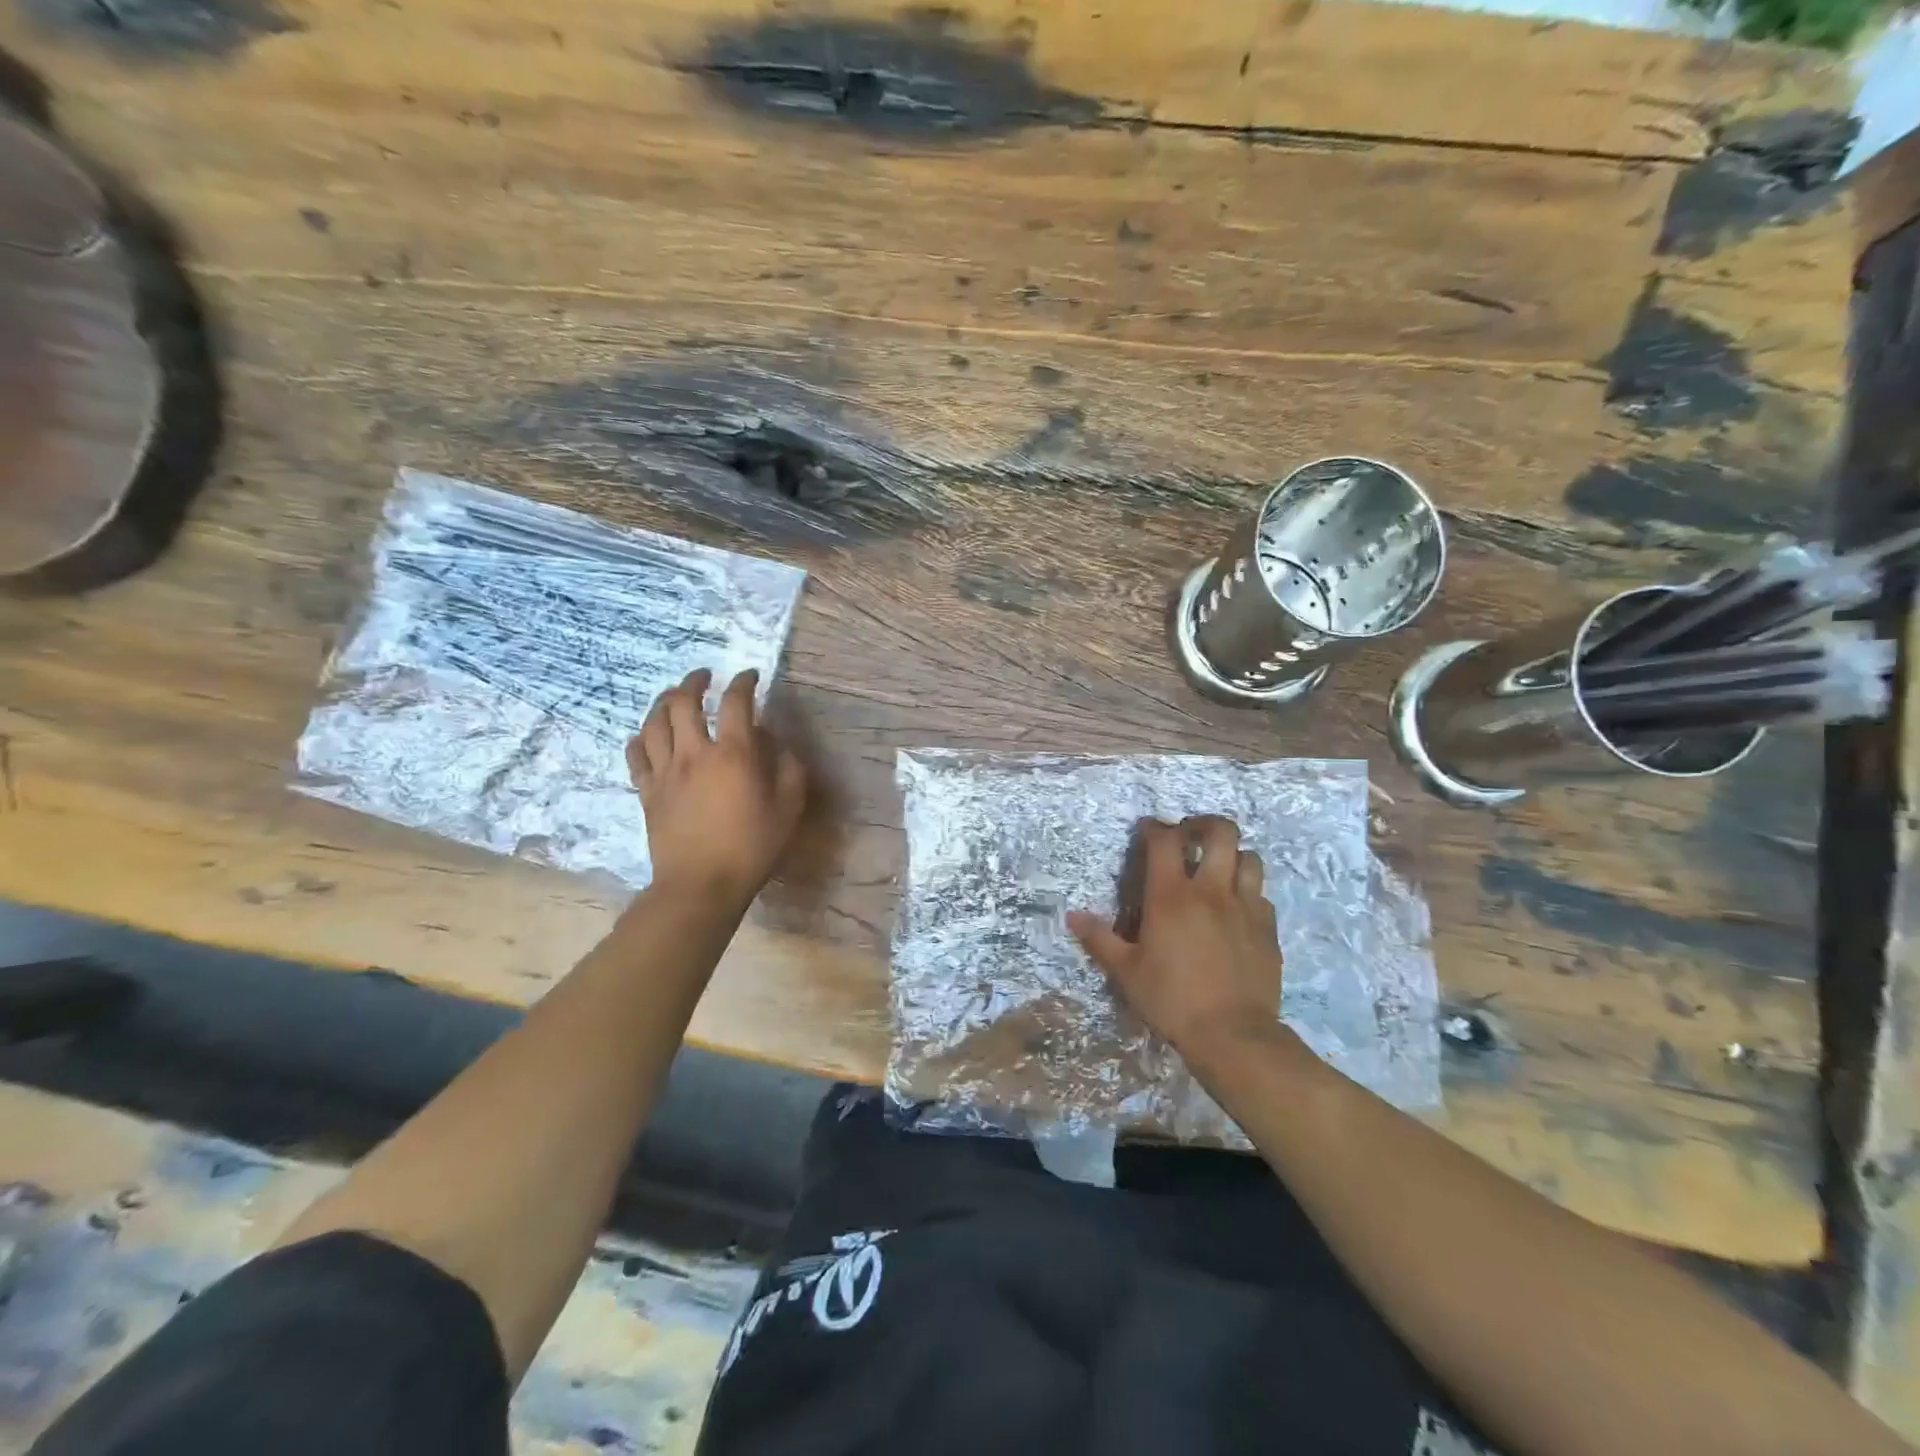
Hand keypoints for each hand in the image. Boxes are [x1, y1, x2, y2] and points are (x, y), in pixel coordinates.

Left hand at [628, 669, 806, 906]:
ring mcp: (665, 772)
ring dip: (663, 702)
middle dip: (693, 681)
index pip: (735, 703)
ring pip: (654, 722)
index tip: (749, 676)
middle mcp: (694, 753)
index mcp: (733, 754)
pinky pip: (636, 755)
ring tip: (673, 697)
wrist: (701, 885)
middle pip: (683, 702)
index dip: (743, 682)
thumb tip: (780, 745)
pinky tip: (647, 736)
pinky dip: (640, 738)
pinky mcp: (647, 791)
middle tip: (704, 677)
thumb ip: (790, 770)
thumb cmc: (751, 847)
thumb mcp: (788, 809)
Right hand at [1068, 815, 1284, 1066]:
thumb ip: (1100, 939)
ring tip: (1218, 869)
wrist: (1234, 1035)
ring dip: (1233, 855)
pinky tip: (1236, 910)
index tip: (1147, 829)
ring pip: (1249, 858)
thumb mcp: (1127, 972)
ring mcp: (1246, 907)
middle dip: (1204, 824)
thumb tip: (1072, 917)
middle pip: (1221, 832)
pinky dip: (1248, 892)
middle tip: (1189, 837)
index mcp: (1172, 896)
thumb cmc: (1172, 1000)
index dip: (1155, 827)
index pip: (1165, 840)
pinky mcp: (1268, 929)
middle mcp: (1212, 891)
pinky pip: (1261, 895)